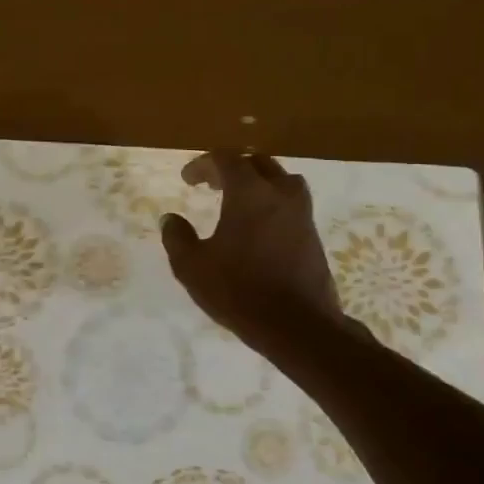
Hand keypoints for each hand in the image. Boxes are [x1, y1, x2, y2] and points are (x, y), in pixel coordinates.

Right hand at [161, 152, 345, 352]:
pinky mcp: (313, 234)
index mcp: (249, 192)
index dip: (203, 164)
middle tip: (212, 184)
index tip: (187, 179)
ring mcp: (302, 213)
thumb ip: (177, 237)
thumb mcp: (192, 266)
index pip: (226, 159)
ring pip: (281, 181)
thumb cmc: (239, 290)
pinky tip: (258, 227)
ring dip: (258, 183)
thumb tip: (171, 219)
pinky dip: (272, 204)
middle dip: (232, 168)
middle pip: (257, 163)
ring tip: (239, 201)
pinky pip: (291, 204)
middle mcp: (280, 193)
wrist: (297, 324)